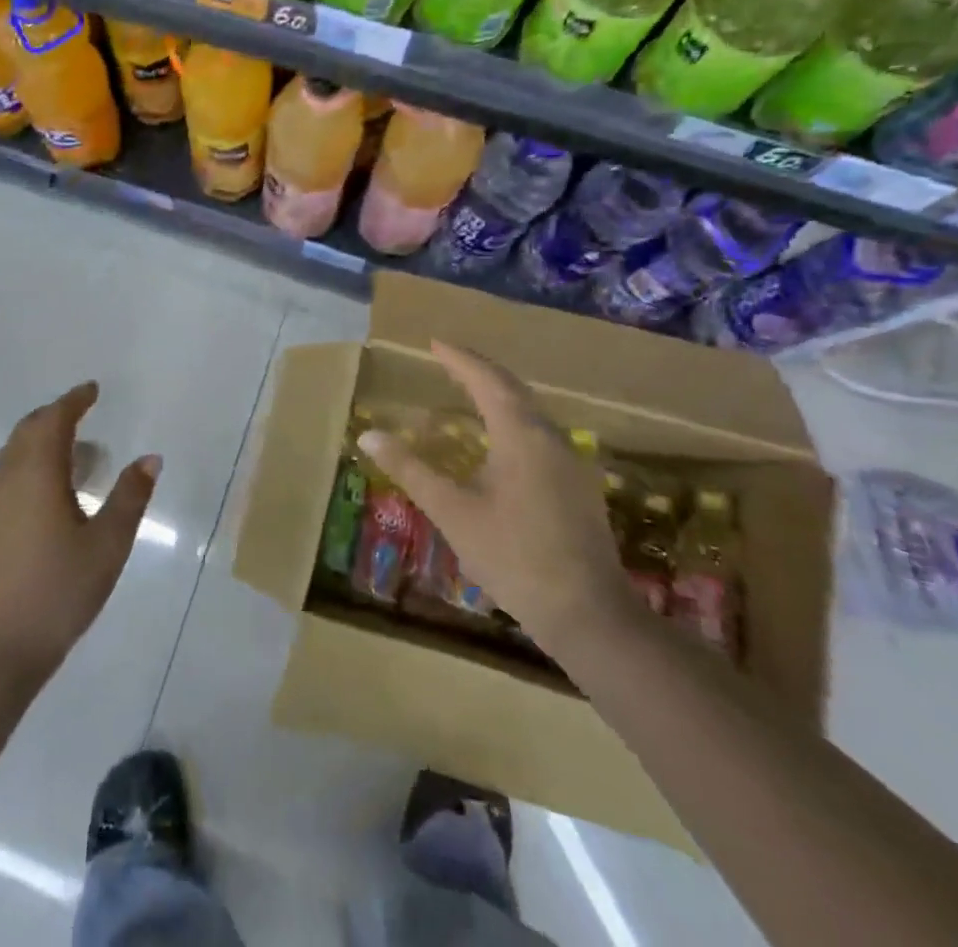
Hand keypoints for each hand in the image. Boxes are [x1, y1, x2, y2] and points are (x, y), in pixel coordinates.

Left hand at [0, 381, 159, 690]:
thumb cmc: (57, 593)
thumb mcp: (107, 546)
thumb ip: (130, 498)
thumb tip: (150, 459)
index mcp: (37, 474)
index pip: (54, 420)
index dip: (74, 400)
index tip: (92, 390)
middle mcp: (6, 480)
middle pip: (27, 431)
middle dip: (54, 415)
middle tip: (81, 414)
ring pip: (11, 454)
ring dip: (37, 441)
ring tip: (68, 453)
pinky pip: (3, 477)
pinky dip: (25, 465)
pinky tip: (42, 493)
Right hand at [360, 342, 633, 650]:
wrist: (588, 613)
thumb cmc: (513, 556)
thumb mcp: (452, 511)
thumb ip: (411, 469)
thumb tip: (369, 435)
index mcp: (521, 434)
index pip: (486, 380)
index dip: (459, 359)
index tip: (434, 343)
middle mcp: (550, 437)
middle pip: (513, 390)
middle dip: (479, 372)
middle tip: (448, 361)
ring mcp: (571, 462)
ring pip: (530, 412)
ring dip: (498, 397)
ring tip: (468, 394)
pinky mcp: (578, 485)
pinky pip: (539, 434)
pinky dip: (512, 421)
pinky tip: (499, 443)